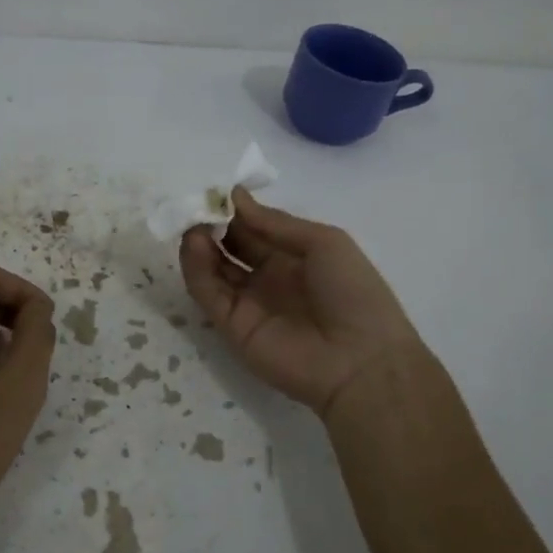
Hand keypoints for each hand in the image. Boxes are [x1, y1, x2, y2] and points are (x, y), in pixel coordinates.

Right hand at [179, 189, 422, 417]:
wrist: (360, 361)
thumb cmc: (352, 292)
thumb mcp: (323, 242)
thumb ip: (275, 223)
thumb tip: (235, 197)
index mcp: (294, 257)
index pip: (255, 229)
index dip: (235, 211)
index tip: (215, 192)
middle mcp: (269, 278)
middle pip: (231, 247)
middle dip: (212, 225)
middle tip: (195, 205)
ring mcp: (249, 303)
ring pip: (214, 270)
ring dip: (200, 245)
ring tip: (192, 224)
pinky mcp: (232, 327)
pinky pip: (209, 294)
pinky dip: (197, 270)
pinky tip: (194, 245)